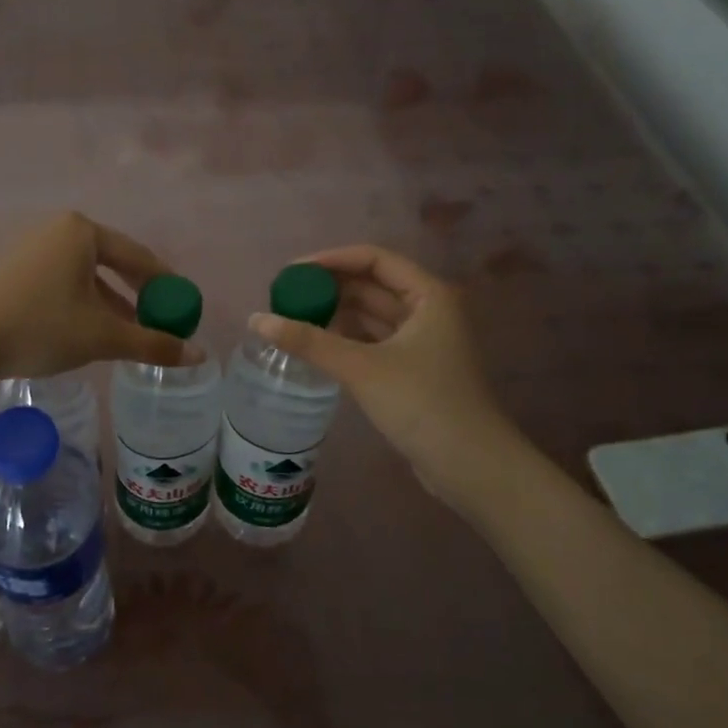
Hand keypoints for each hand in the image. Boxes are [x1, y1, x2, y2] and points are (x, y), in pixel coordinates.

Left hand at [0, 212, 197, 388]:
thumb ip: (153, 343)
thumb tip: (200, 354)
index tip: (183, 308)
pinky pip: (61, 282)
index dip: (165, 285)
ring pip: (85, 276)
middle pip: (111, 264)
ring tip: (128, 333)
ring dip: (109, 304)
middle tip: (158, 321)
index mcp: (82, 232)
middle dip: (136, 296)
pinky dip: (81, 303)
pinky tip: (86, 330)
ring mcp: (30, 247)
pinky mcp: (11, 269)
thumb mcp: (103, 337)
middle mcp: (57, 230)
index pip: (138, 257)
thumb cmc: (42, 328)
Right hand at [251, 246, 508, 497]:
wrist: (471, 467)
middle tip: (285, 297)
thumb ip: (308, 341)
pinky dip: (345, 340)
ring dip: (335, 315)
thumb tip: (256, 319)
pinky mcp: (413, 369)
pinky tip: (315, 346)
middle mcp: (428, 310)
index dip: (331, 260)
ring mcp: (422, 342)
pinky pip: (372, 342)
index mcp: (428, 295)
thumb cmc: (423, 404)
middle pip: (371, 285)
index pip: (374, 259)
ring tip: (292, 319)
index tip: (292, 272)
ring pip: (371, 315)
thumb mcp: (361, 368)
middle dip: (329, 289)